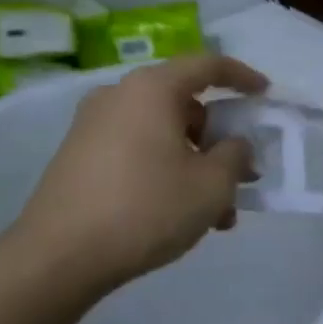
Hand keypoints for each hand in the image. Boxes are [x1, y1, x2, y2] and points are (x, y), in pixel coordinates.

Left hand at [9, 55, 267, 300]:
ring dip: (196, 164)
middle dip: (220, 139)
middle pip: (185, 104)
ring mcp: (93, 127)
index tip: (266, 94)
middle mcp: (119, 96)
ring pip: (163, 134)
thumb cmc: (146, 208)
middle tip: (243, 173)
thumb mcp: (211, 185)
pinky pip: (138, 151)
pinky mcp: (79, 157)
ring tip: (218, 213)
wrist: (57, 258)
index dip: (243, 77)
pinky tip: (181, 216)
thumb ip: (235, 155)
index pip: (208, 65)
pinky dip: (167, 171)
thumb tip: (233, 145)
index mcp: (152, 89)